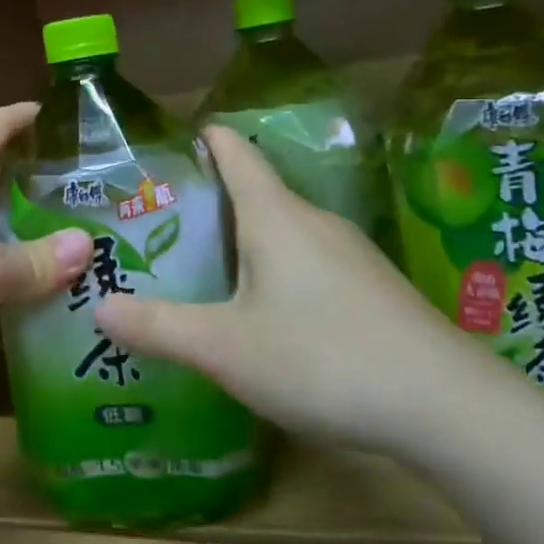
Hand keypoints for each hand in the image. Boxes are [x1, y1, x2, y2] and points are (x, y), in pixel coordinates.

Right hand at [95, 126, 473, 448]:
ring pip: (283, 231)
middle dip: (210, 202)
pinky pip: (309, 262)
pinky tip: (266, 314)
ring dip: (243, 241)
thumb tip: (98, 307)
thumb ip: (158, 326)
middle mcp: (314, 221)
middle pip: (256, 192)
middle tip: (162, 227)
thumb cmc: (321, 357)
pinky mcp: (371, 288)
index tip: (172, 144)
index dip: (205, 139)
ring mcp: (350, 254)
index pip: (235, 152)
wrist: (445, 404)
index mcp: (275, 216)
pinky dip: (276, 271)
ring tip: (204, 270)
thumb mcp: (224, 347)